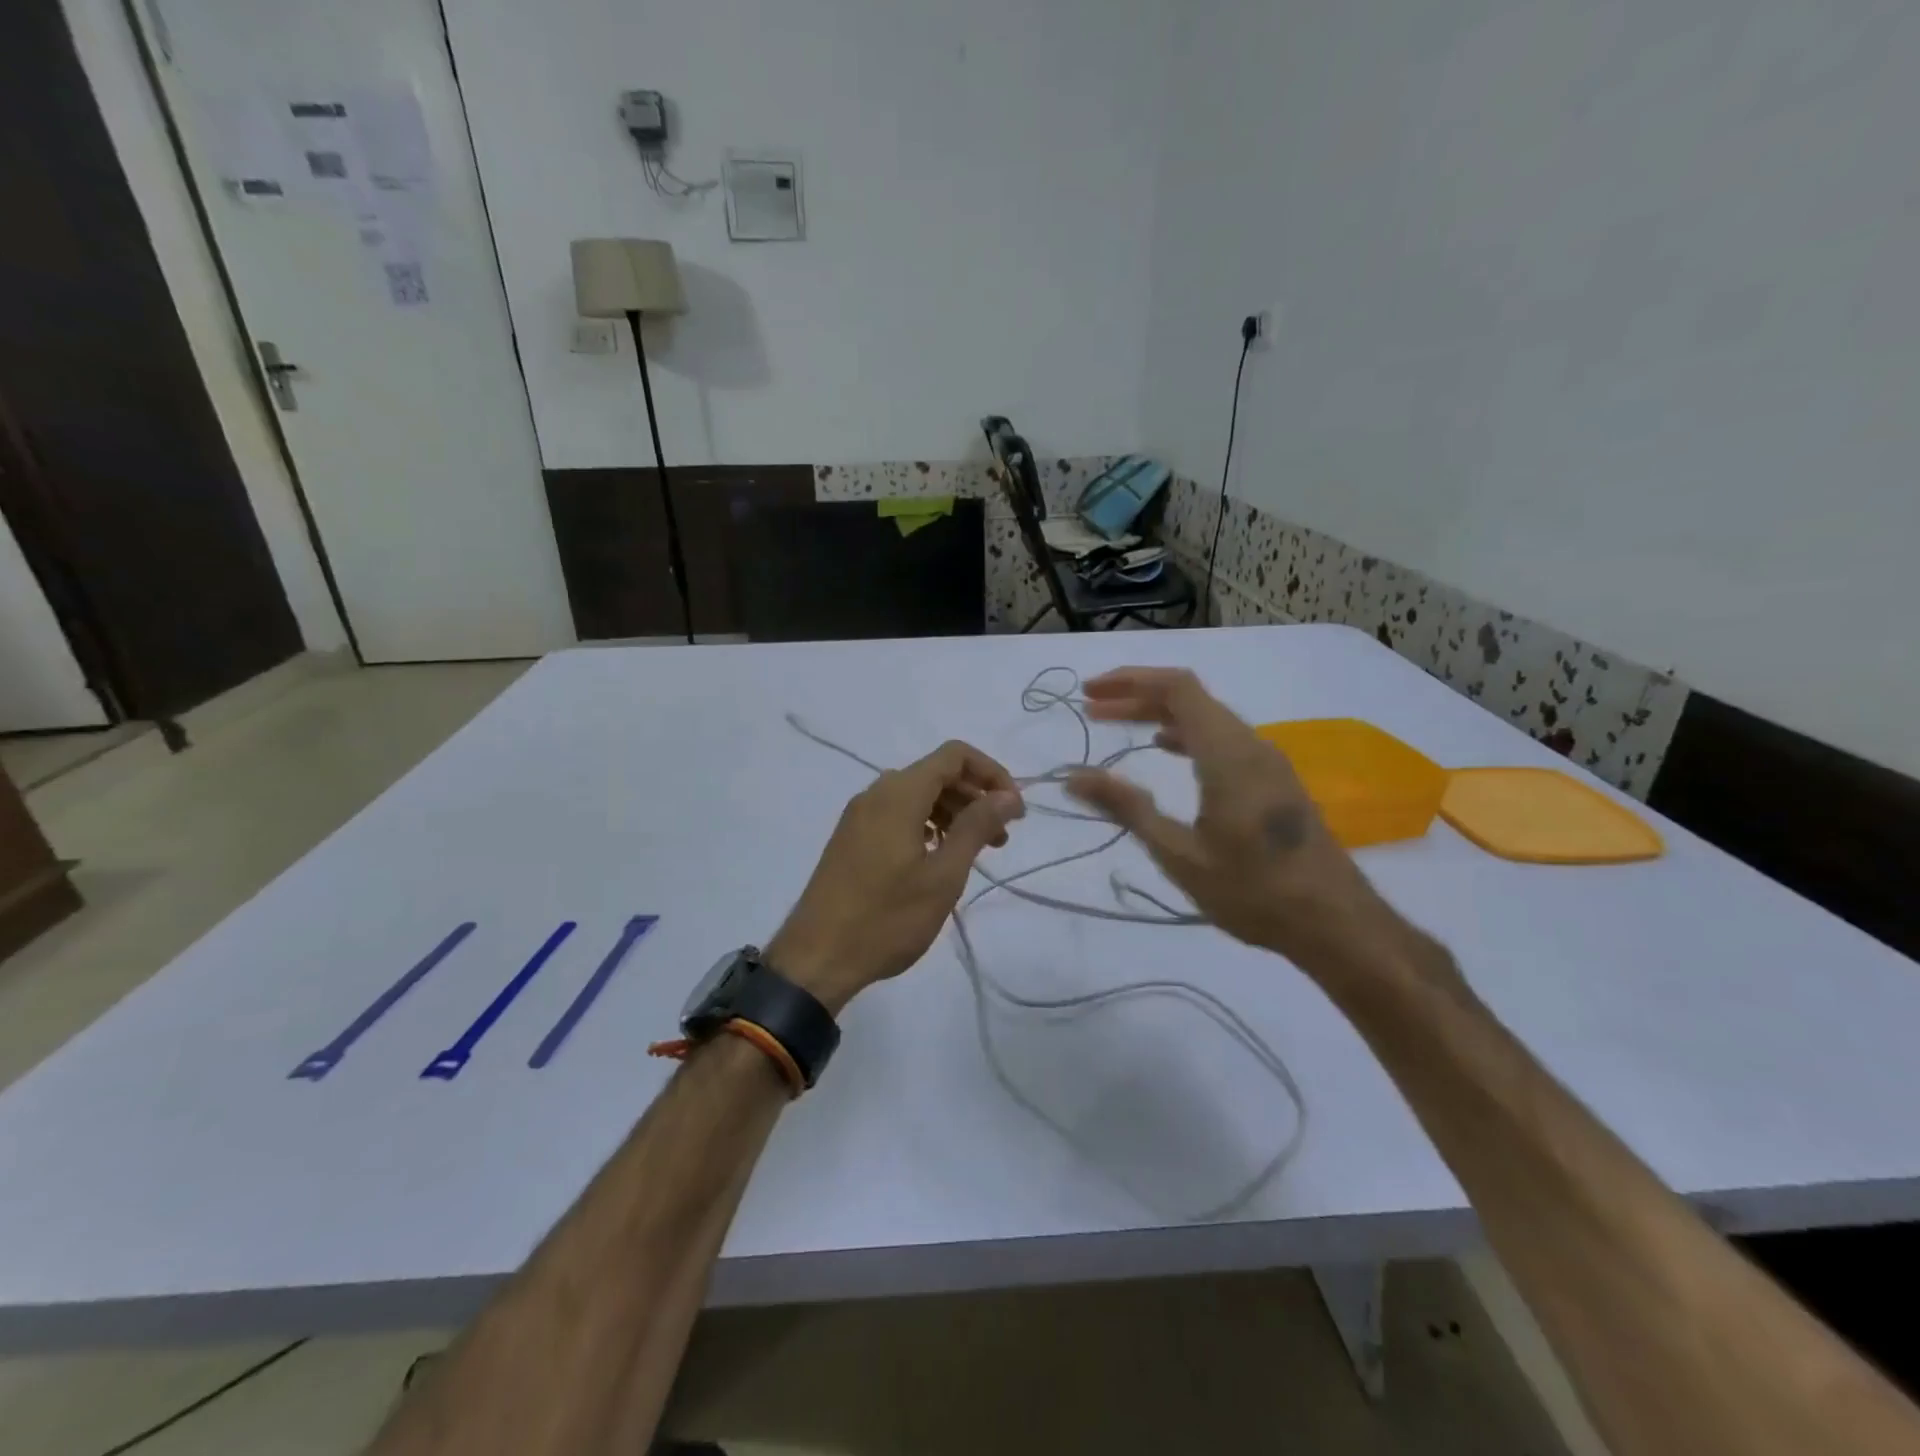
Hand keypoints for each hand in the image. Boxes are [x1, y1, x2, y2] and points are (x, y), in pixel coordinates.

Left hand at [768, 741, 1024, 1010]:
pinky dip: (926, 825)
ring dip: (952, 813)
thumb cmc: (886, 918)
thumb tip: (1008, 796)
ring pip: (916, 795)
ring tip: (976, 851)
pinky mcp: (851, 838)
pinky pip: (897, 815)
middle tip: (1002, 837)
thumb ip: (976, 827)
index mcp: (899, 794)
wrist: (816, 958)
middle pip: (936, 774)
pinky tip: (938, 857)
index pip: (954, 755)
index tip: (1014, 810)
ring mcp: (859, 816)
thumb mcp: (943, 875)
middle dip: (975, 797)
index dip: (991, 773)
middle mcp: (876, 793)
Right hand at [1064, 667, 1385, 976]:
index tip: (1090, 694)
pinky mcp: (1273, 781)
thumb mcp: (1179, 854)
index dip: (1130, 682)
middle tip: (1092, 709)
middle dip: (1137, 696)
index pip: (1177, 688)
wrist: (1337, 924)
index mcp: (1228, 753)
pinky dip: (1185, 734)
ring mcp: (1266, 762)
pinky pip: (1222, 738)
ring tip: (1118, 724)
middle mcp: (1250, 745)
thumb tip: (1074, 777)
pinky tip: (1164, 750)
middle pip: (1190, 698)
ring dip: (1159, 714)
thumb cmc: (1254, 891)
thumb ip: (1127, 808)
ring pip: (1207, 717)